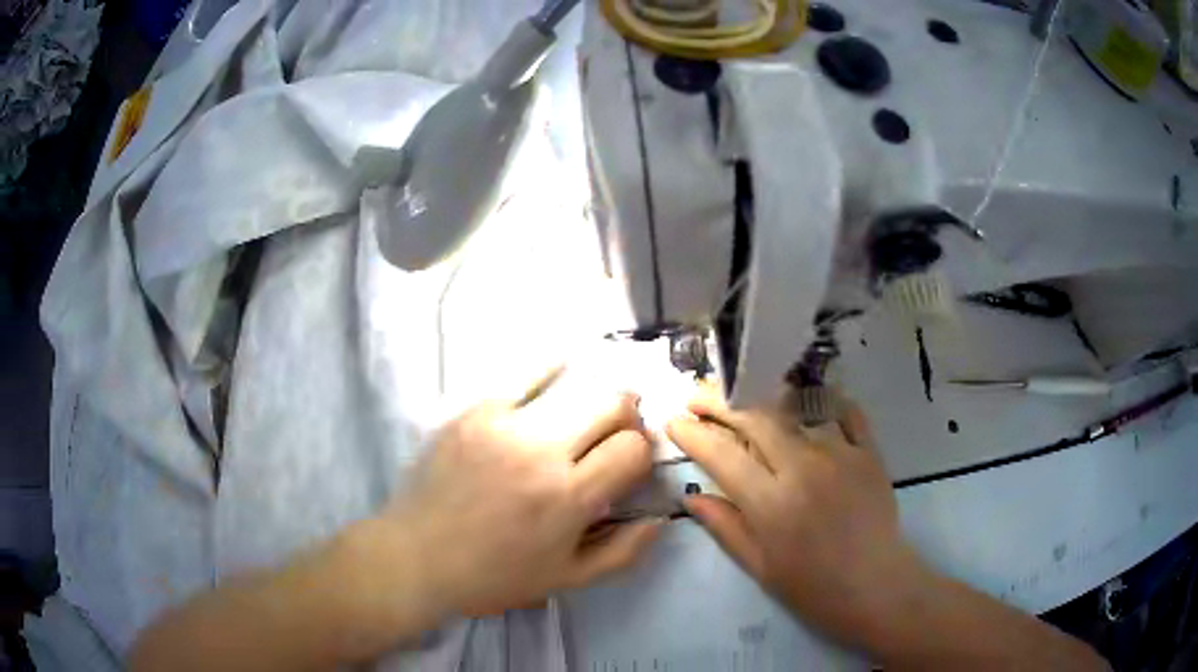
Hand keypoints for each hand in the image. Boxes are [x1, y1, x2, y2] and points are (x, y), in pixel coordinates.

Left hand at [378, 368, 660, 618]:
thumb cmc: (493, 576)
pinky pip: (524, 373)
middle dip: (627, 415)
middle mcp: (541, 452)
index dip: (642, 454)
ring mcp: (503, 424)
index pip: (634, 450)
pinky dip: (551, 370)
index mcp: (568, 499)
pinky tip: (559, 374)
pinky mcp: (473, 410)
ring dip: (595, 394)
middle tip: (616, 431)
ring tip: (588, 410)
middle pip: (612, 403)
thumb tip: (661, 519)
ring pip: (575, 383)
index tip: (629, 465)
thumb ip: (623, 553)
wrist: (416, 556)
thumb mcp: (566, 579)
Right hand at [666, 387, 932, 648]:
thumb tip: (691, 496)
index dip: (693, 433)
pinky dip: (820, 402)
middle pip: (755, 417)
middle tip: (697, 395)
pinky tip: (804, 401)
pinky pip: (843, 412)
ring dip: (762, 399)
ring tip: (741, 395)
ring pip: (794, 409)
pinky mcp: (868, 451)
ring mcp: (840, 453)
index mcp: (771, 503)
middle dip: (719, 400)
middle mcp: (804, 468)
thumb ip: (724, 526)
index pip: (722, 454)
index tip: (673, 422)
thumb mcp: (759, 567)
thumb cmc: (813, 588)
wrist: (877, 588)